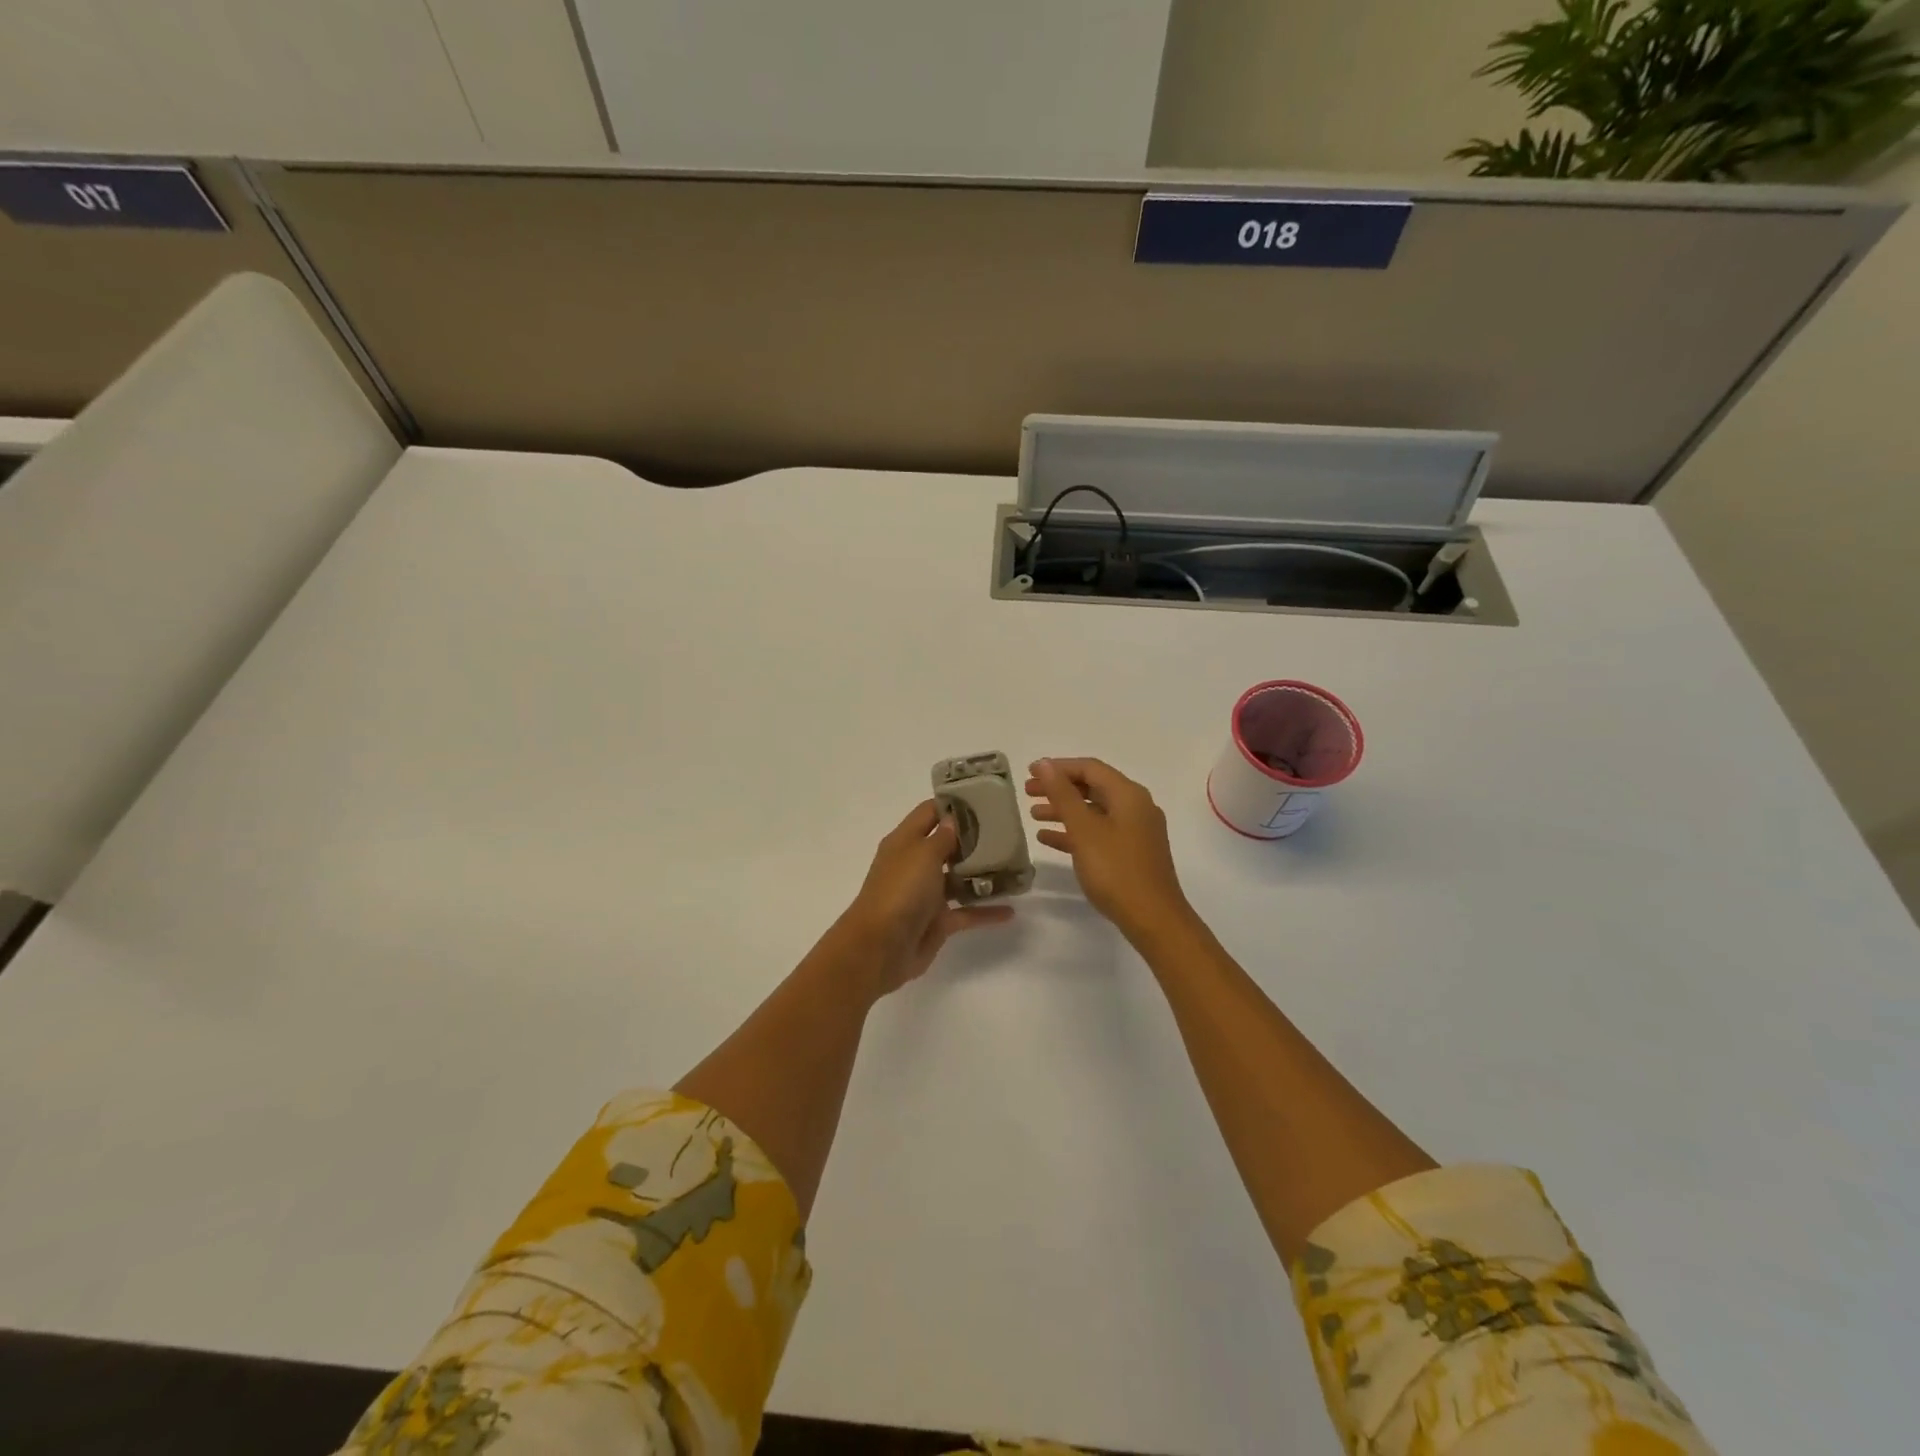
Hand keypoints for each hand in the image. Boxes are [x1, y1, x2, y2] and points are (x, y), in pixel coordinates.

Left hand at [836, 800, 1012, 996]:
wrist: (880, 947)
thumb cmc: (900, 890)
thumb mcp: (923, 854)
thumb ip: (943, 837)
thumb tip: (952, 819)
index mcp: (905, 842)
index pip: (929, 813)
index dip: (952, 804)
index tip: (983, 798)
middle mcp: (915, 864)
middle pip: (947, 845)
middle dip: (974, 838)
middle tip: (1008, 831)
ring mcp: (926, 894)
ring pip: (958, 878)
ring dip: (983, 873)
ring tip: (1014, 865)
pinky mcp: (938, 922)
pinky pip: (966, 912)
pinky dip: (986, 911)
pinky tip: (1011, 910)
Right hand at [1026, 758, 1194, 944]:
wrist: (1153, 919)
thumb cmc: (1116, 870)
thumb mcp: (1084, 829)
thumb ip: (1063, 794)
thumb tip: (1044, 764)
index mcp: (1129, 795)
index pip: (1090, 768)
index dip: (1058, 767)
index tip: (1030, 772)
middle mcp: (1135, 807)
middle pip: (1092, 788)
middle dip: (1059, 788)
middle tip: (1028, 792)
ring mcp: (1135, 832)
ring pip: (1094, 811)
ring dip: (1064, 810)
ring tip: (1033, 815)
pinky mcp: (1131, 853)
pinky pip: (1099, 833)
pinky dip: (1075, 832)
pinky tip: (1048, 839)